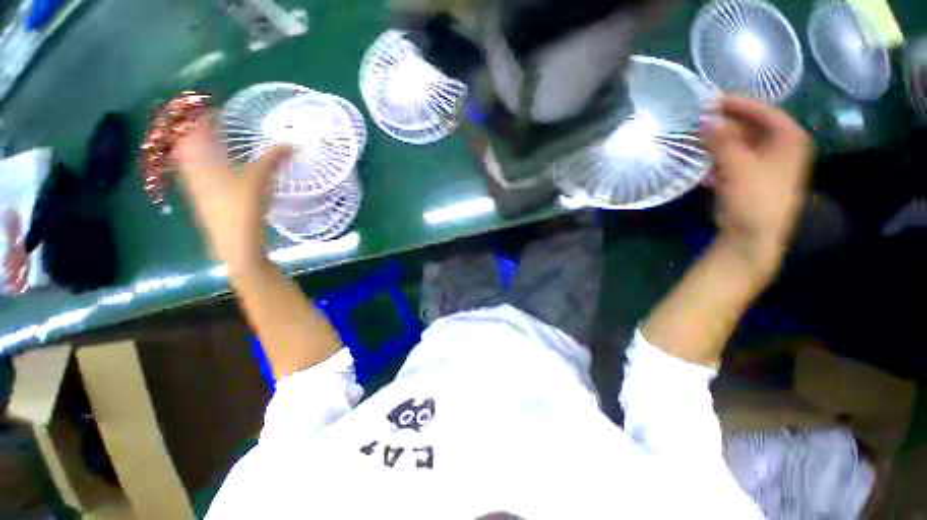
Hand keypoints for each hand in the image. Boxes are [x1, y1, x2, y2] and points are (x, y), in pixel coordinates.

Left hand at [173, 117, 291, 271]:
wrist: (233, 241)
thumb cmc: (242, 206)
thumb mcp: (259, 179)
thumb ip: (273, 159)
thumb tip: (290, 143)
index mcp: (201, 157)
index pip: (197, 126)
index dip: (207, 114)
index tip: (222, 108)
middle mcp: (191, 166)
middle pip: (189, 139)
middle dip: (201, 129)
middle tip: (221, 125)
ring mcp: (192, 182)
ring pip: (191, 155)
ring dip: (203, 146)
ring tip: (221, 143)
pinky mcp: (199, 195)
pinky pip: (196, 169)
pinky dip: (205, 162)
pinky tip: (221, 168)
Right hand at [702, 96, 813, 272]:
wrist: (753, 236)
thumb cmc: (754, 198)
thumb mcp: (738, 165)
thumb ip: (722, 140)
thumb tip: (705, 118)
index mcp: (790, 140)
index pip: (765, 111)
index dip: (739, 104)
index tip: (713, 101)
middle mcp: (783, 149)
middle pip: (753, 128)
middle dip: (726, 126)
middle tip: (701, 122)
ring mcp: (769, 166)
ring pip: (743, 146)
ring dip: (720, 145)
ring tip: (698, 144)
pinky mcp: (754, 181)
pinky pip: (737, 163)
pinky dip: (721, 163)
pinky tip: (706, 170)